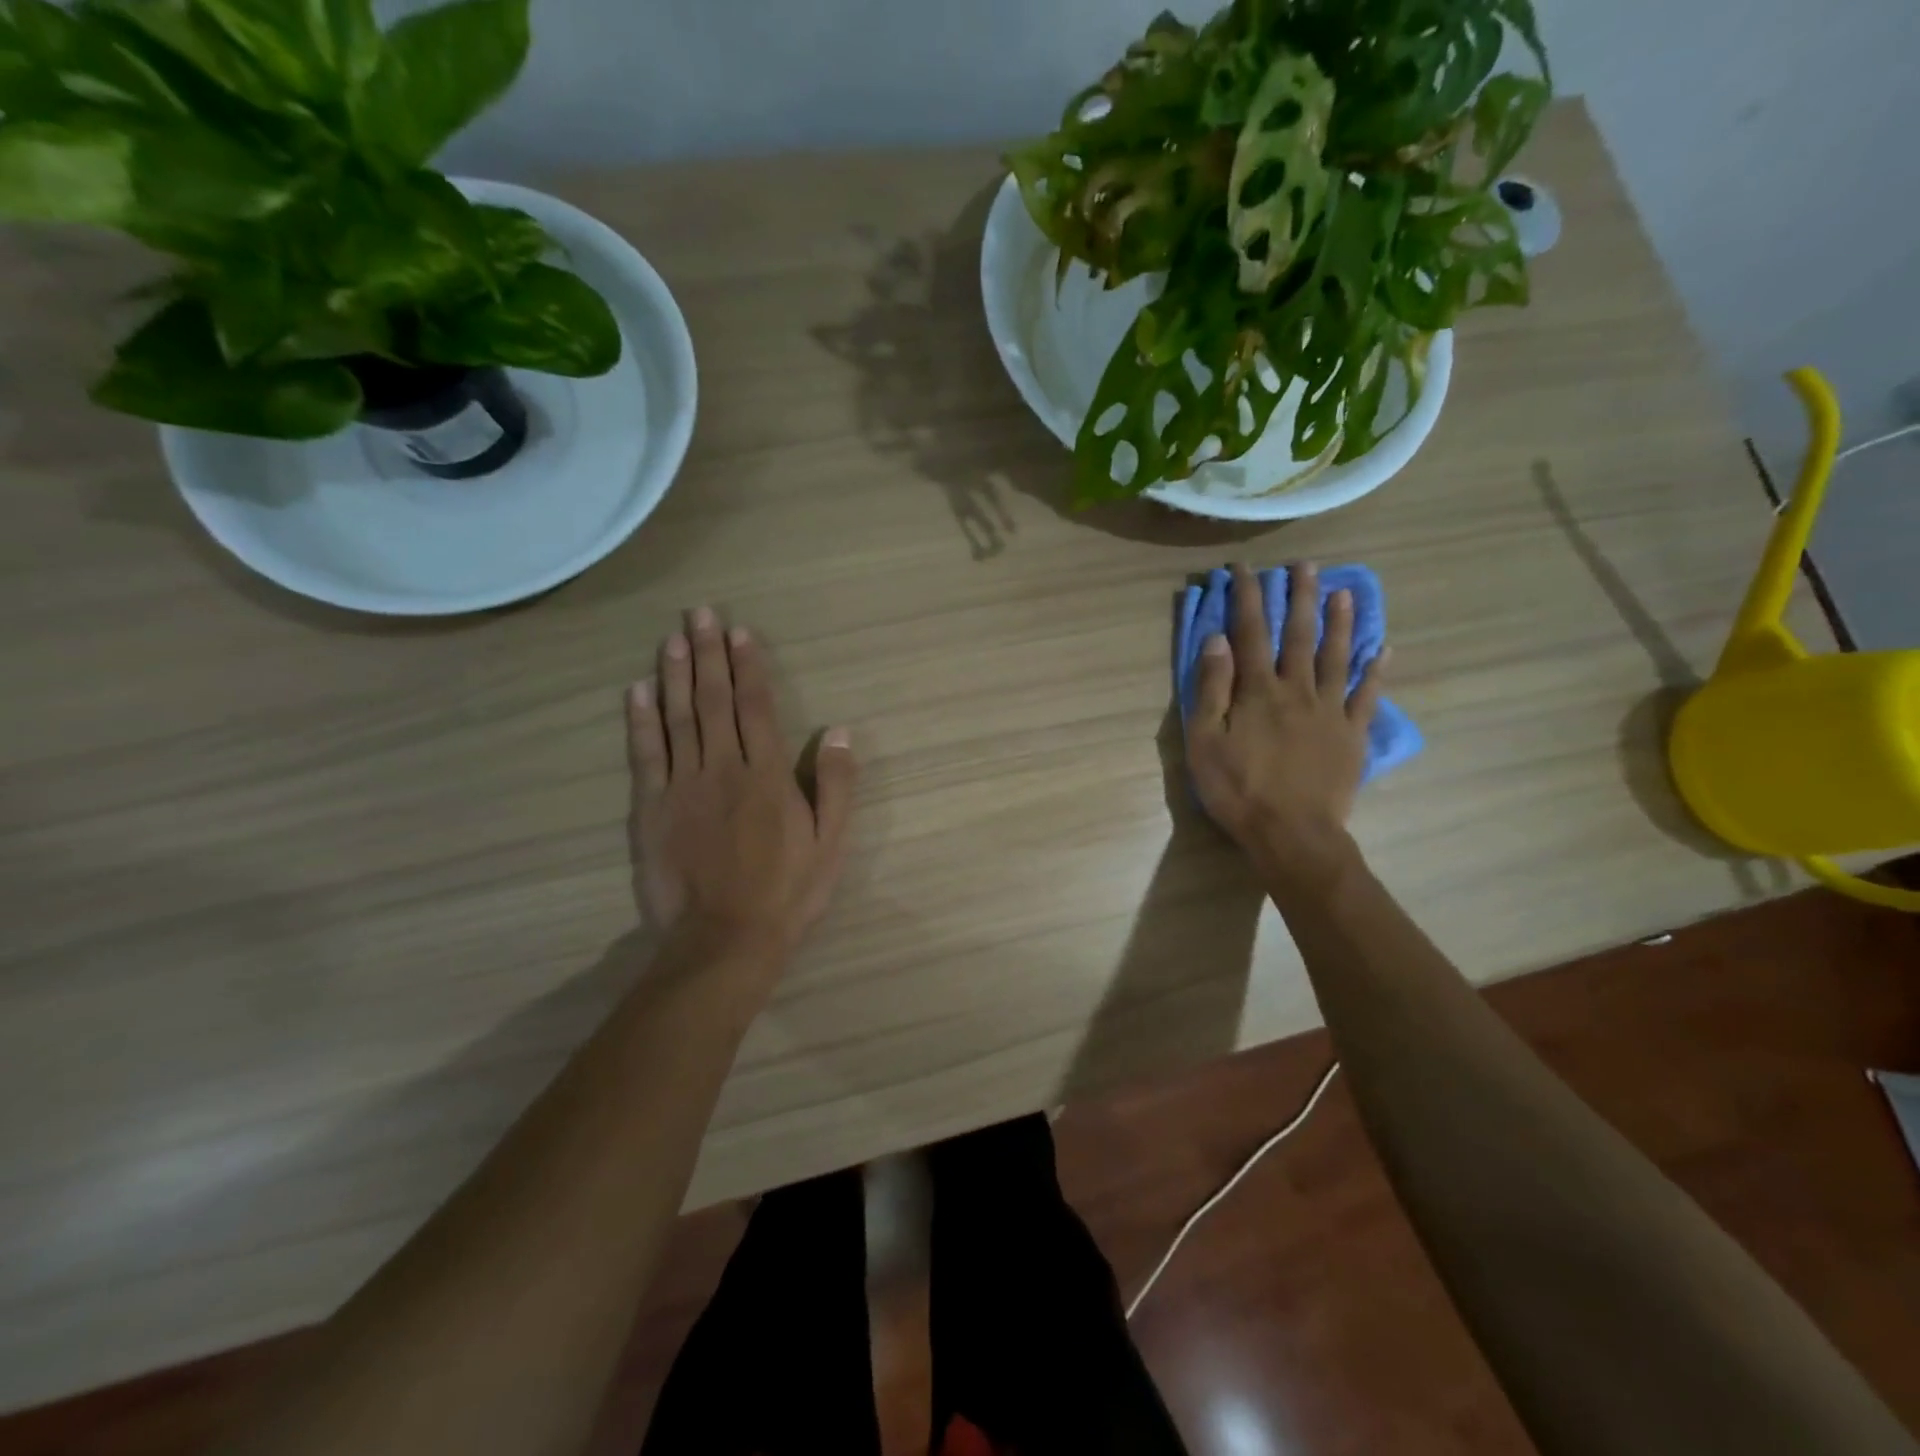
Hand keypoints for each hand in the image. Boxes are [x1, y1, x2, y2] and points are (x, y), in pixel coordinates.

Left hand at [626, 607, 855, 961]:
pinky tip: (637, 691)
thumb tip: (841, 732)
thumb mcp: (831, 842)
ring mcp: (683, 786)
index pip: (757, 707)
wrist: (725, 940)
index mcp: (767, 775)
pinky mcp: (652, 809)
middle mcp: (723, 768)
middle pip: (714, 701)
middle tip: (699, 614)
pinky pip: (645, 755)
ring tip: (672, 638)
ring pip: (678, 718)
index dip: (748, 666)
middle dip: (708, 654)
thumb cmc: (788, 892)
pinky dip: (640, 720)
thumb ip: (837, 785)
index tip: (740, 632)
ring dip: (675, 675)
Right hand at [1185, 562, 1385, 876]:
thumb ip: (1211, 689)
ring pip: (1338, 657)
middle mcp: (1297, 689)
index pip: (1251, 632)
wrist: (1292, 833)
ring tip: (1346, 592)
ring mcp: (1330, 711)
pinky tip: (1384, 651)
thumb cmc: (1238, 789)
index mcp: (1258, 690)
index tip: (1245, 569)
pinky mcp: (1352, 735)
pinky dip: (1376, 672)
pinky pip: (1367, 696)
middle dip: (1300, 597)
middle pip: (1300, 635)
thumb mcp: (1205, 741)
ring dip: (1342, 622)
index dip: (1247, 598)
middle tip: (1307, 565)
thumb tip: (1218, 640)